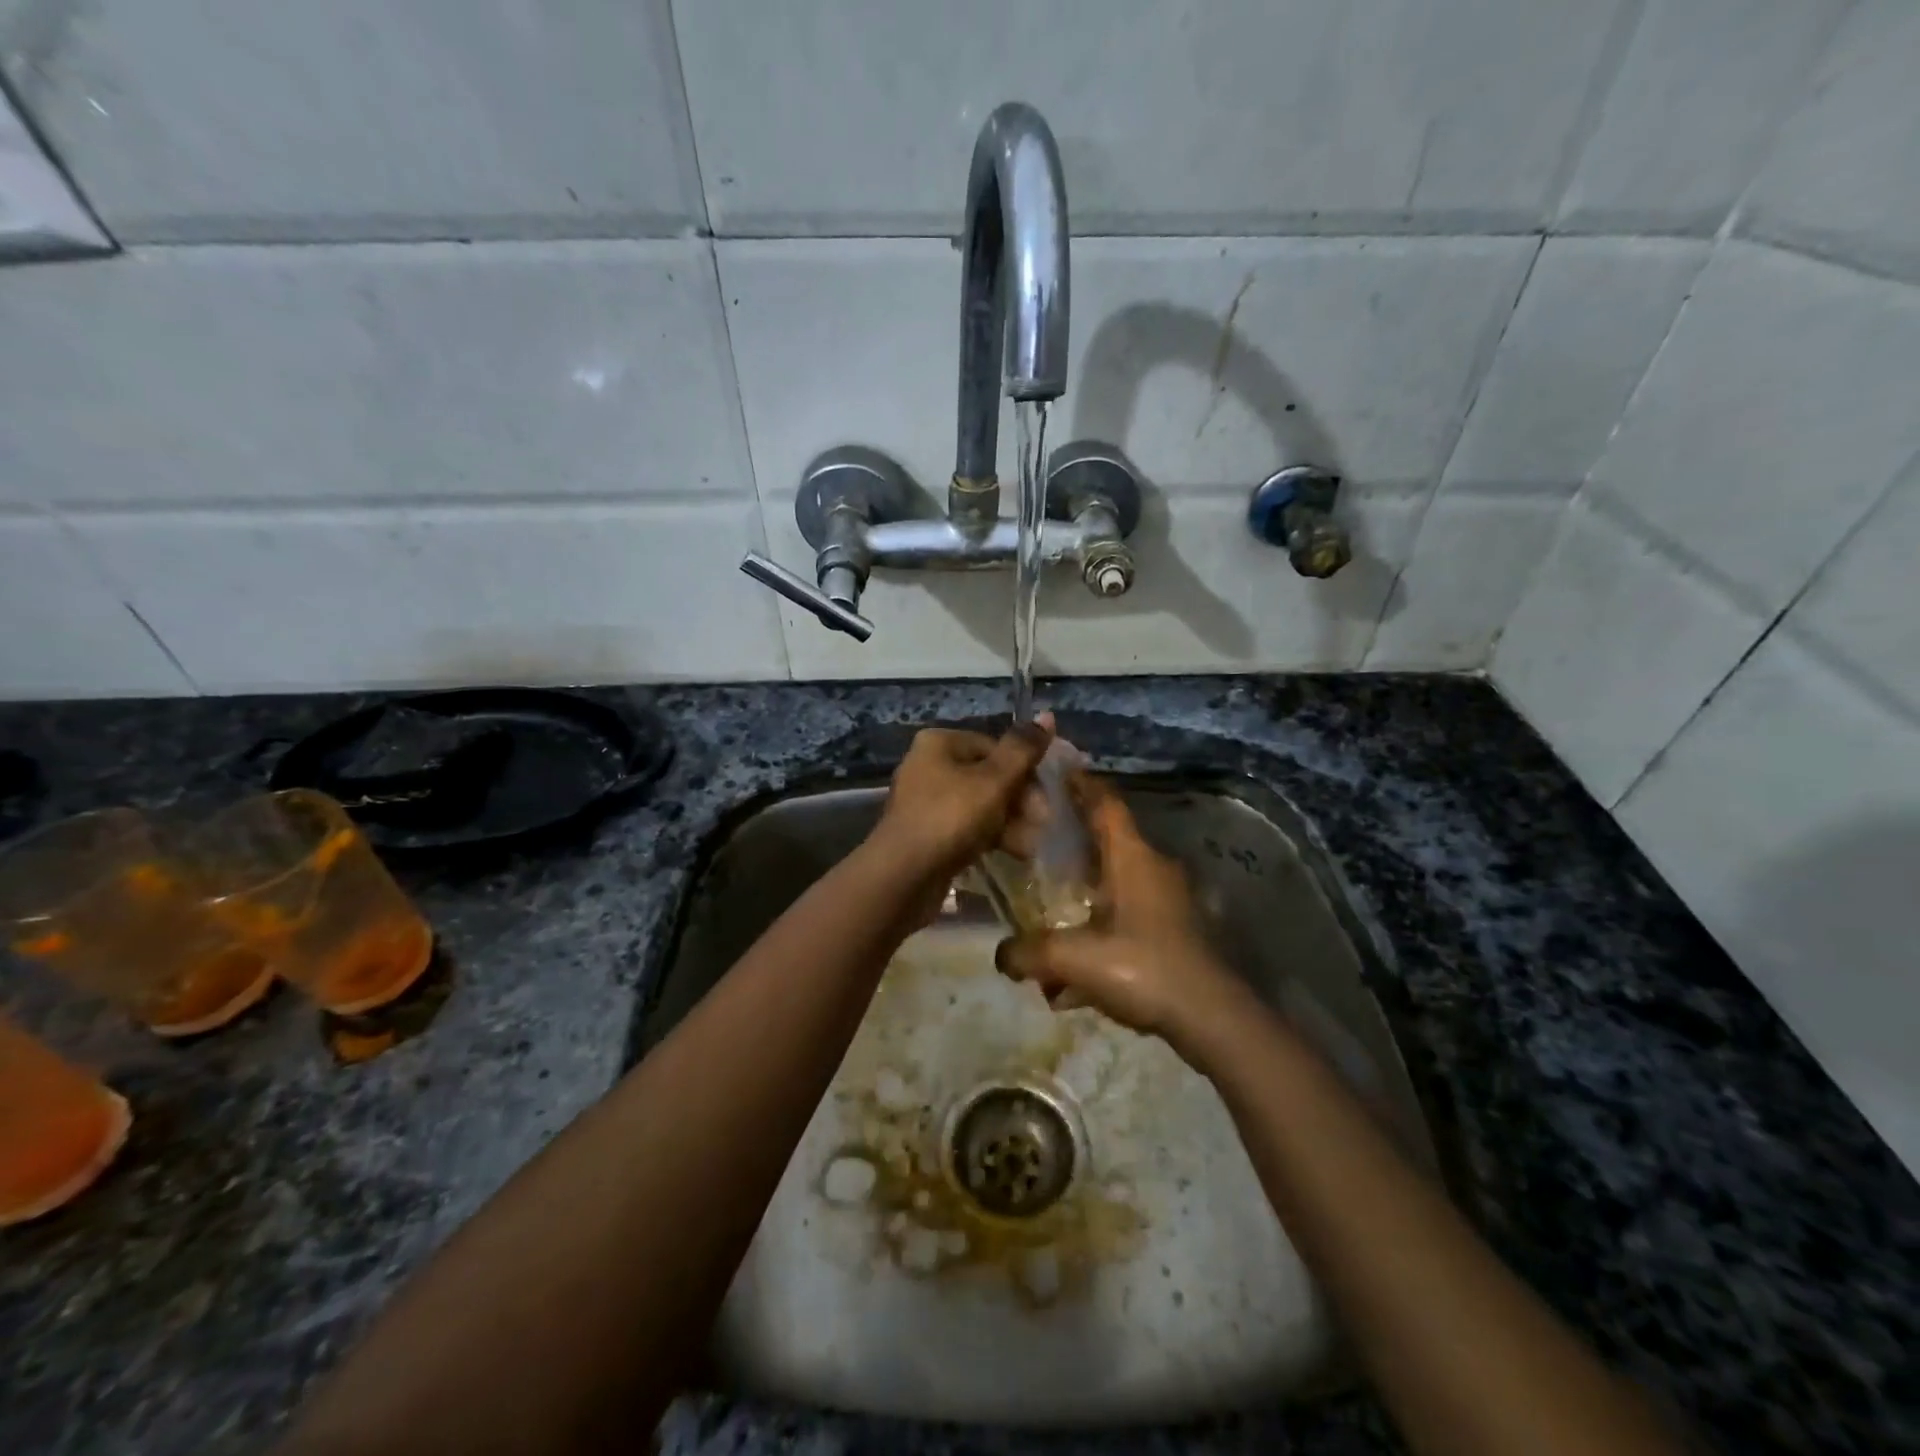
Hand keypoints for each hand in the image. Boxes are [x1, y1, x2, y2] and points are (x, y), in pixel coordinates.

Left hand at [865, 716, 1053, 883]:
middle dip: (1019, 802)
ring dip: (1010, 823)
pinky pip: (967, 828)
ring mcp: (926, 802)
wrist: (903, 876)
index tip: (1045, 801)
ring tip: (1028, 846)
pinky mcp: (927, 833)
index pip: (996, 747)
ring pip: (980, 805)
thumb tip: (1047, 716)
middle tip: (1040, 825)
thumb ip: (1023, 750)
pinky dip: (990, 837)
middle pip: (989, 776)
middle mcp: (929, 765)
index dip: (1026, 772)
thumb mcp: (994, 781)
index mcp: (940, 743)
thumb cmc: (950, 818)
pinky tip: (1012, 854)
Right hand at [994, 773, 1246, 1054]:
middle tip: (1035, 843)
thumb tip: (1000, 956)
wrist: (1212, 1018)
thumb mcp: (1074, 960)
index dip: (1082, 784)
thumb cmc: (1143, 969)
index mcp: (1132, 858)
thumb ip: (1029, 953)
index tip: (1058, 770)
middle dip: (1073, 840)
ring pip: (1115, 885)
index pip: (1105, 804)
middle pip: (1107, 841)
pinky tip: (1072, 981)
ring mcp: (1167, 901)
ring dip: (1083, 896)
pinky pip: (1125, 919)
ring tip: (1047, 916)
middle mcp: (1152, 869)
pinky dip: (1098, 933)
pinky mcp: (1173, 931)